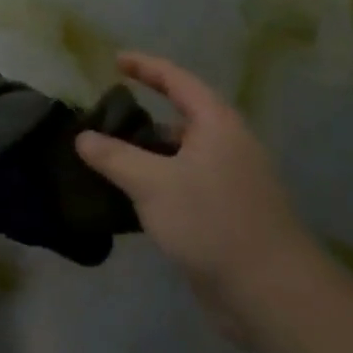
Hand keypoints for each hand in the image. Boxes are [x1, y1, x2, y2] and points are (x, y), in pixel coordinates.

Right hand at [75, 52, 321, 343]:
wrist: (270, 292)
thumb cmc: (212, 222)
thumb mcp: (152, 183)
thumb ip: (114, 156)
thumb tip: (82, 137)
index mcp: (217, 126)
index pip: (178, 81)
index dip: (146, 67)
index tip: (115, 61)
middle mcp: (226, 148)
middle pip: (179, 120)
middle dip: (140, 117)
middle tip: (100, 119)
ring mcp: (227, 183)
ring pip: (177, 157)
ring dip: (143, 155)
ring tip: (102, 158)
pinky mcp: (223, 215)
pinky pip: (180, 186)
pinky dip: (152, 183)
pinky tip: (124, 197)